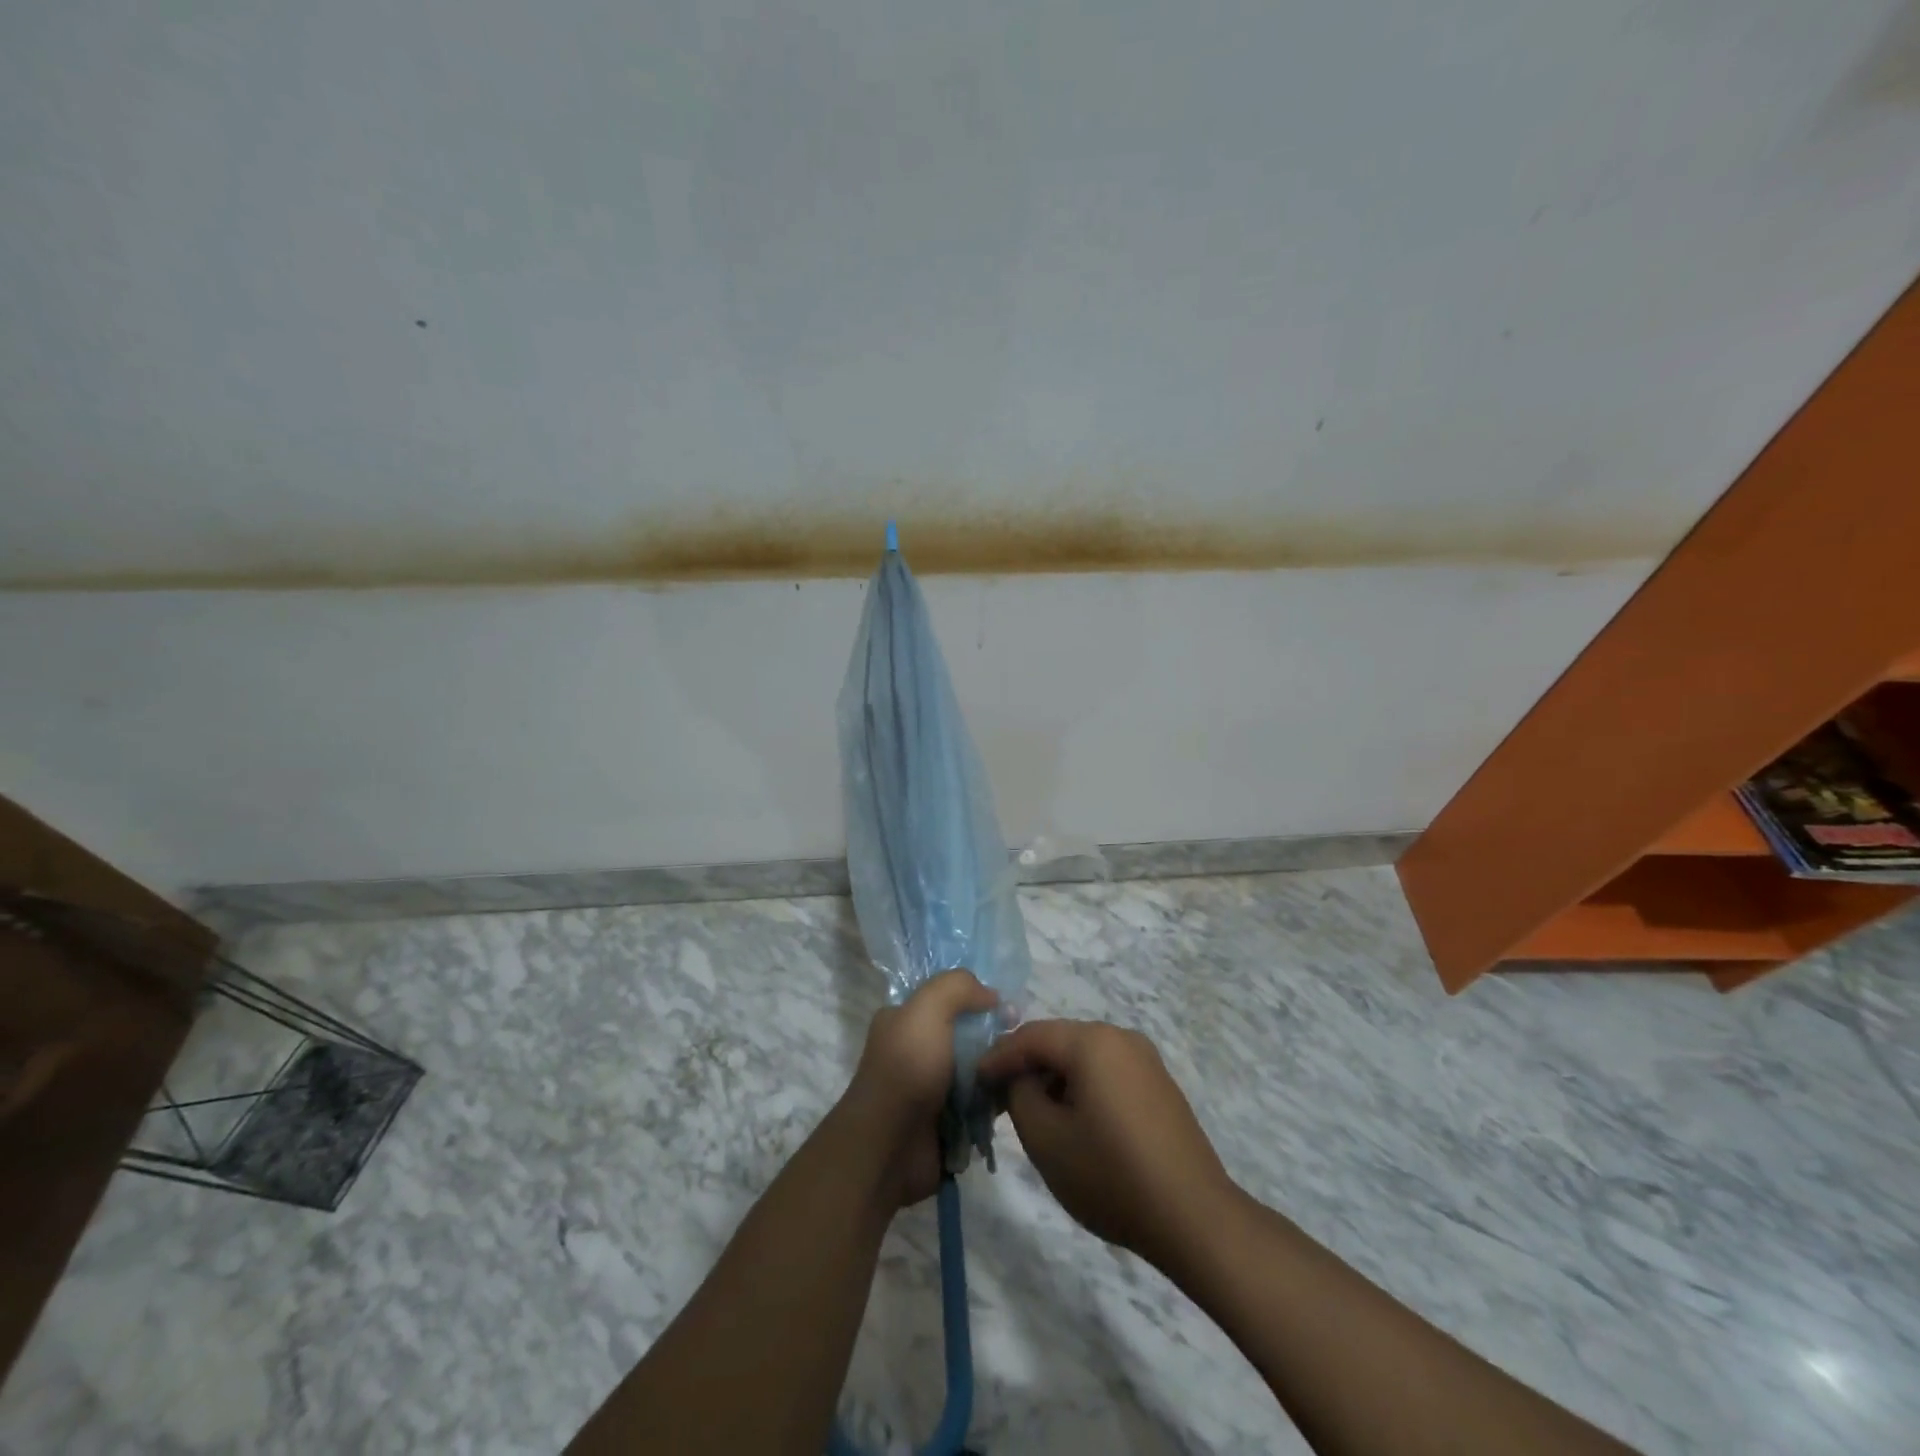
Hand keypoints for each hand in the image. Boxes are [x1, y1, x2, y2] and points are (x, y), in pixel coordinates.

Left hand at [839, 970, 997, 1206]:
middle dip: (994, 1037)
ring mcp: (933, 1088)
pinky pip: (981, 1104)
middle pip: (967, 1034)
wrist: (889, 1146)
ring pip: (978, 1070)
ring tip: (1025, 1070)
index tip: (1007, 1008)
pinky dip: (996, 1101)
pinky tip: (1016, 1095)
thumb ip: (958, 987)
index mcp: (904, 1020)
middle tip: (1020, 1043)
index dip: (977, 998)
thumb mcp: (927, 1008)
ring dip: (999, 1070)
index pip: (947, 999)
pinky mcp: (948, 1122)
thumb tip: (990, 995)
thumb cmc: (907, 1068)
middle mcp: (917, 1050)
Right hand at [978, 1020, 1237, 1272]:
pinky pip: (1107, 1072)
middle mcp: (1121, 1037)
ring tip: (1033, 1113)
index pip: (1031, 1035)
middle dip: (1026, 1066)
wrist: (1193, 1217)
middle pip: (1059, 1041)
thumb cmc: (1111, 1175)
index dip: (998, 1056)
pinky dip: (1082, 1087)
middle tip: (998, 1097)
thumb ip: (1019, 1094)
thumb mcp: (1045, 1138)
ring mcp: (1145, 1060)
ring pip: (1083, 1057)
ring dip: (1054, 1078)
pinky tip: (1074, 1121)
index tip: (974, 1081)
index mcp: (1092, 1041)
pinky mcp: (1159, 1085)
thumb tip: (1019, 1078)